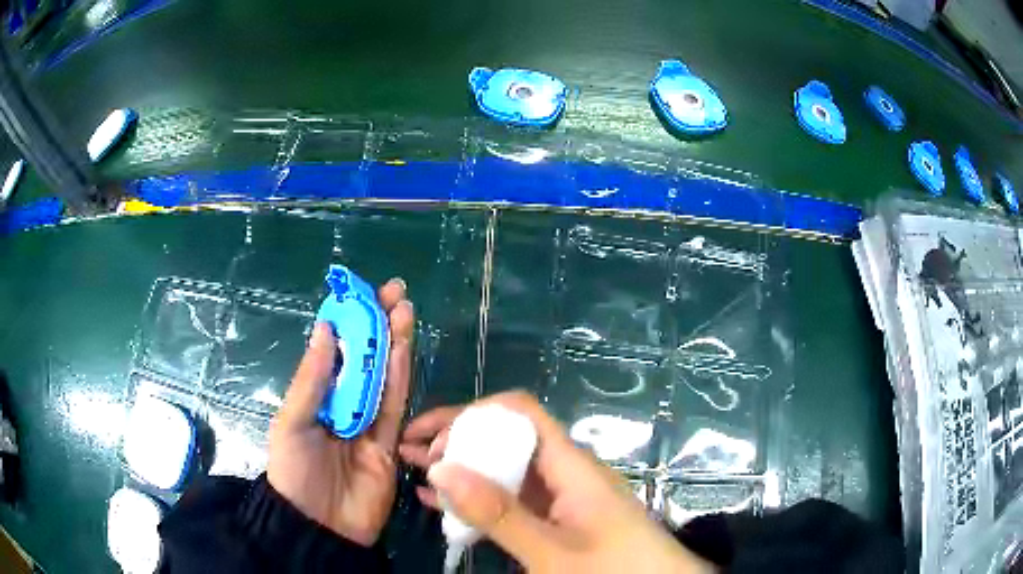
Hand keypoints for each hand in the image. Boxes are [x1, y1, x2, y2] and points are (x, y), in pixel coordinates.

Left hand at [268, 278, 414, 546]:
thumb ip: (312, 379)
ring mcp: (369, 425)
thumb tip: (325, 328)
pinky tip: (404, 349)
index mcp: (316, 398)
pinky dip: (401, 377)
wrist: (320, 526)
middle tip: (395, 292)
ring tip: (404, 309)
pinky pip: (395, 407)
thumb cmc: (295, 472)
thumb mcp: (293, 422)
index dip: (348, 321)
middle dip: (378, 325)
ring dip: (394, 343)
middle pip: (365, 360)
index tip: (363, 293)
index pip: (335, 352)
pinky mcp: (390, 445)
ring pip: (384, 377)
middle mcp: (343, 406)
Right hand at [399, 392, 714, 572]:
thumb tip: (441, 469)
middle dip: (457, 440)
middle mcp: (564, 472)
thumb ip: (499, 513)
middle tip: (412, 453)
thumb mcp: (553, 550)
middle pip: (506, 439)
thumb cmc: (616, 568)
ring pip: (505, 471)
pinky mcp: (559, 520)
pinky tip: (445, 505)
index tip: (432, 437)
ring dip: (463, 470)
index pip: (517, 414)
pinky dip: (480, 500)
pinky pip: (513, 501)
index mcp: (570, 464)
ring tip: (416, 472)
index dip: (472, 414)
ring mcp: (561, 498)